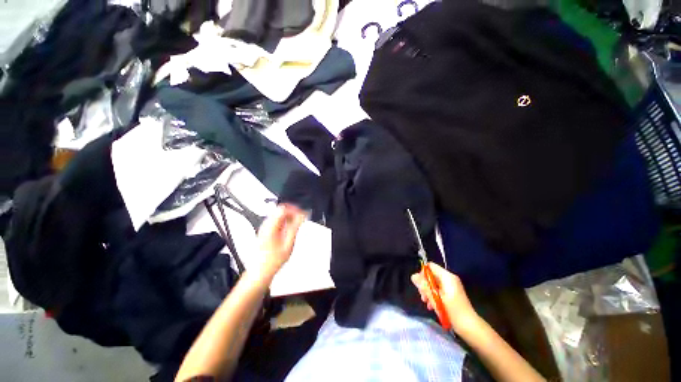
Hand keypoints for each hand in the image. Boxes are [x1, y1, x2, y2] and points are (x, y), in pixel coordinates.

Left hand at [255, 204, 306, 279]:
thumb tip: (302, 217)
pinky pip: (276, 221)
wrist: (261, 271)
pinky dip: (285, 222)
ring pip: (278, 215)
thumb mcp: (288, 243)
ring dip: (289, 217)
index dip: (294, 209)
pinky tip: (290, 229)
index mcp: (271, 227)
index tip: (302, 214)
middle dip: (292, 212)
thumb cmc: (272, 261)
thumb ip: (295, 228)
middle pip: (280, 210)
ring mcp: (264, 228)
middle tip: (301, 217)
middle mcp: (266, 225)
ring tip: (297, 223)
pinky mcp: (265, 232)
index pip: (283, 209)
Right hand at [411, 262, 479, 333]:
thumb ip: (424, 286)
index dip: (422, 273)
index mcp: (447, 277)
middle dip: (425, 285)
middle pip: (431, 275)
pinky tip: (432, 306)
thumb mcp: (436, 298)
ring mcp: (451, 286)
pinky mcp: (452, 294)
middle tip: (423, 297)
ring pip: (434, 283)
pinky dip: (434, 296)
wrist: (470, 327)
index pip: (431, 266)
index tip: (419, 285)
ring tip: (427, 303)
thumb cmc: (453, 311)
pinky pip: (439, 290)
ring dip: (428, 292)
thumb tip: (413, 276)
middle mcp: (449, 279)